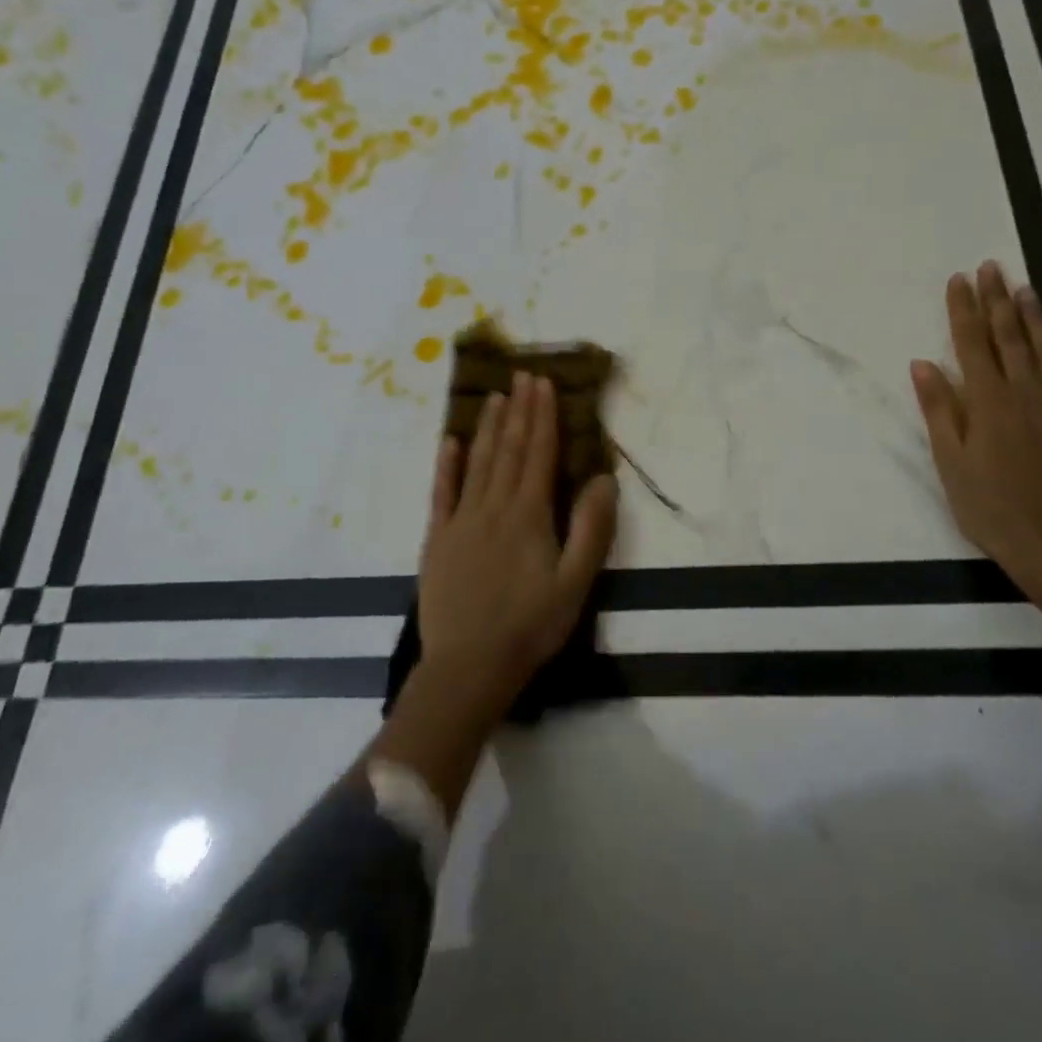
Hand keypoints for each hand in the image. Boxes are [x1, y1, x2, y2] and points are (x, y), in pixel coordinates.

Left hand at [416, 372, 619, 707]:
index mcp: (528, 515)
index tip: (544, 383)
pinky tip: (449, 441)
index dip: (542, 416)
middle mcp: (493, 506)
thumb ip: (591, 529)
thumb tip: (603, 478)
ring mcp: (461, 520)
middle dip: (517, 409)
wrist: (469, 667)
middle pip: (508, 449)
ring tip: (494, 395)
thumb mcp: (575, 583)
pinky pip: (442, 493)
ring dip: (486, 426)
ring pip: (476, 462)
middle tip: (522, 374)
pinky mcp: (438, 539)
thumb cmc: (531, 626)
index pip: (537, 453)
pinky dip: (446, 464)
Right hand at [910, 261, 1041, 569]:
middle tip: (992, 268)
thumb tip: (923, 363)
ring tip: (1026, 287)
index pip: (970, 343)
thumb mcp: (950, 463)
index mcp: (987, 401)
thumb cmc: (991, 508)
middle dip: (998, 299)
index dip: (963, 309)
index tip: (959, 279)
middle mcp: (1026, 393)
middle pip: (1010, 337)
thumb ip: (939, 410)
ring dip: (1037, 316)